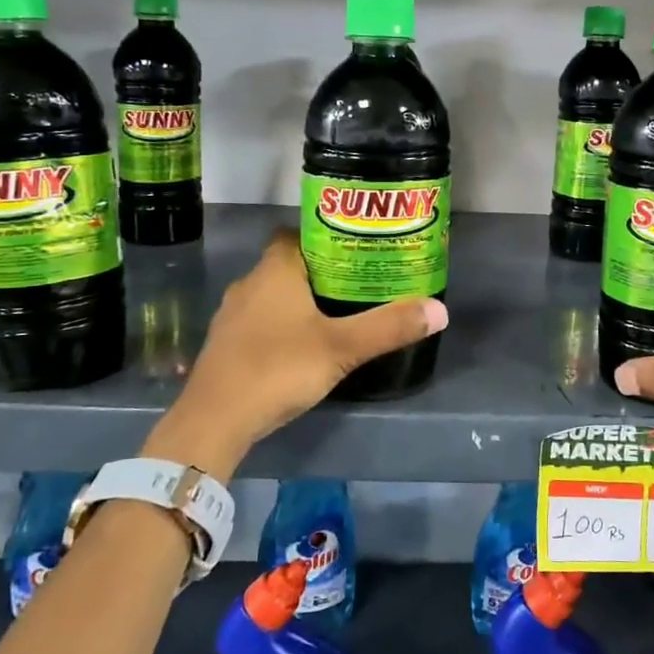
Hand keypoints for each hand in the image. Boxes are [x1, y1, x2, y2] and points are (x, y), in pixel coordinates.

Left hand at [155, 231, 447, 475]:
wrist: (214, 420)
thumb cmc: (278, 368)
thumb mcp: (342, 348)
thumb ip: (389, 327)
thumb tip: (440, 309)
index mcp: (275, 270)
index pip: (297, 233)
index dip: (325, 235)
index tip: (356, 248)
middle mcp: (250, 283)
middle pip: (288, 263)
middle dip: (320, 270)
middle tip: (358, 282)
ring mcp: (233, 315)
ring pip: (273, 293)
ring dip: (299, 299)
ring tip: (336, 312)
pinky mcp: (226, 343)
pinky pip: (260, 319)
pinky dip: (282, 323)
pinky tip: (302, 345)